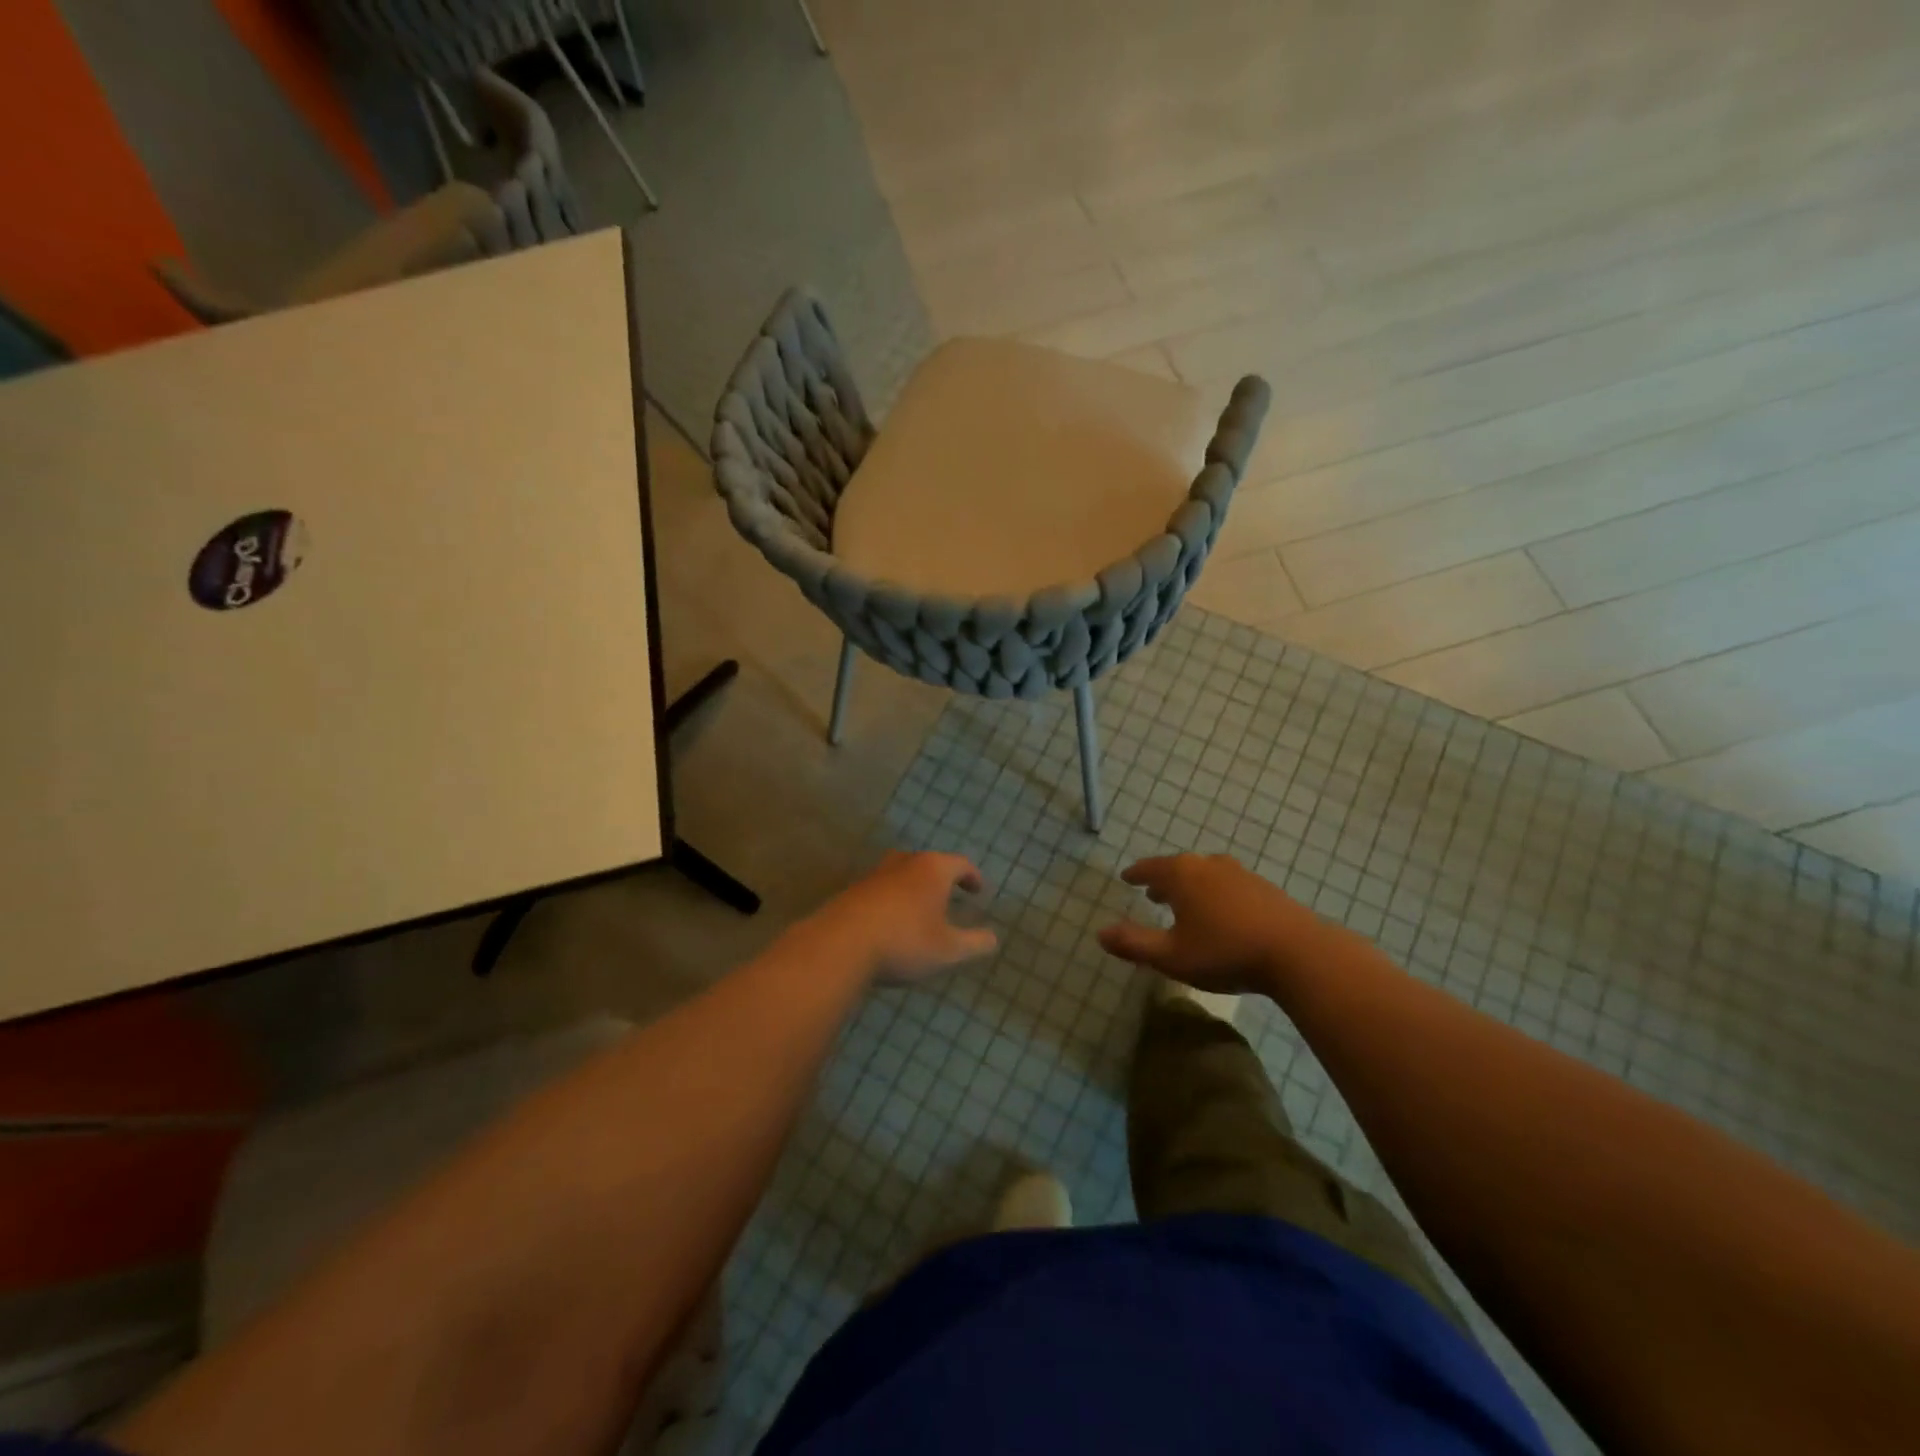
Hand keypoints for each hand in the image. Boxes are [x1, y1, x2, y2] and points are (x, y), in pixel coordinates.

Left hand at [812, 852, 997, 983]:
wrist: (841, 945)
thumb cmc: (905, 941)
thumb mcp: (949, 950)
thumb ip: (975, 943)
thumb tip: (993, 938)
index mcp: (932, 869)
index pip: (960, 863)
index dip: (972, 876)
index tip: (978, 891)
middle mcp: (904, 863)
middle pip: (928, 862)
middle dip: (941, 878)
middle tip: (950, 895)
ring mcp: (875, 875)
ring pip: (901, 873)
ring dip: (914, 888)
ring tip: (919, 909)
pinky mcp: (853, 891)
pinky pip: (881, 890)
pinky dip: (892, 900)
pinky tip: (891, 922)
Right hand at [1098, 854, 1322, 994]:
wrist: (1297, 953)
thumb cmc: (1225, 952)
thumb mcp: (1171, 956)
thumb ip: (1134, 944)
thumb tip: (1100, 933)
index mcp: (1182, 875)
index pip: (1150, 868)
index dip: (1136, 874)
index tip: (1126, 878)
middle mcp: (1208, 865)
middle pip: (1178, 867)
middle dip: (1163, 880)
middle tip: (1152, 893)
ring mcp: (1240, 874)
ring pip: (1205, 874)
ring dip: (1190, 886)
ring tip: (1185, 902)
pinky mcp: (1264, 889)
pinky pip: (1228, 884)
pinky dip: (1215, 892)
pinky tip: (1222, 912)